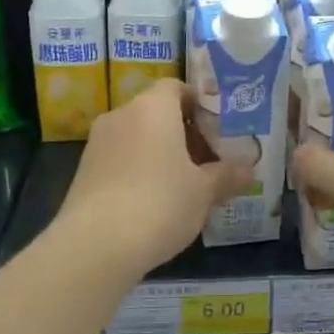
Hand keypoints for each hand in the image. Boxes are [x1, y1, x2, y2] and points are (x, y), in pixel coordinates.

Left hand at [54, 79, 249, 278]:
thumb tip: (249, 169)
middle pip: (157, 113)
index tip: (219, 129)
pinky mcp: (84, 173)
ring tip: (186, 184)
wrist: (95, 246)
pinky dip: (139, 171)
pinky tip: (156, 202)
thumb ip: (227, 174)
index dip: (199, 104)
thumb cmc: (160, 203)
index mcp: (153, 108)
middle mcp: (122, 116)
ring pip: (138, 138)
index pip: (176, 87)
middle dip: (184, 133)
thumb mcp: (204, 191)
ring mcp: (97, 144)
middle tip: (210, 161)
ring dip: (161, 154)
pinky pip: (121, 160)